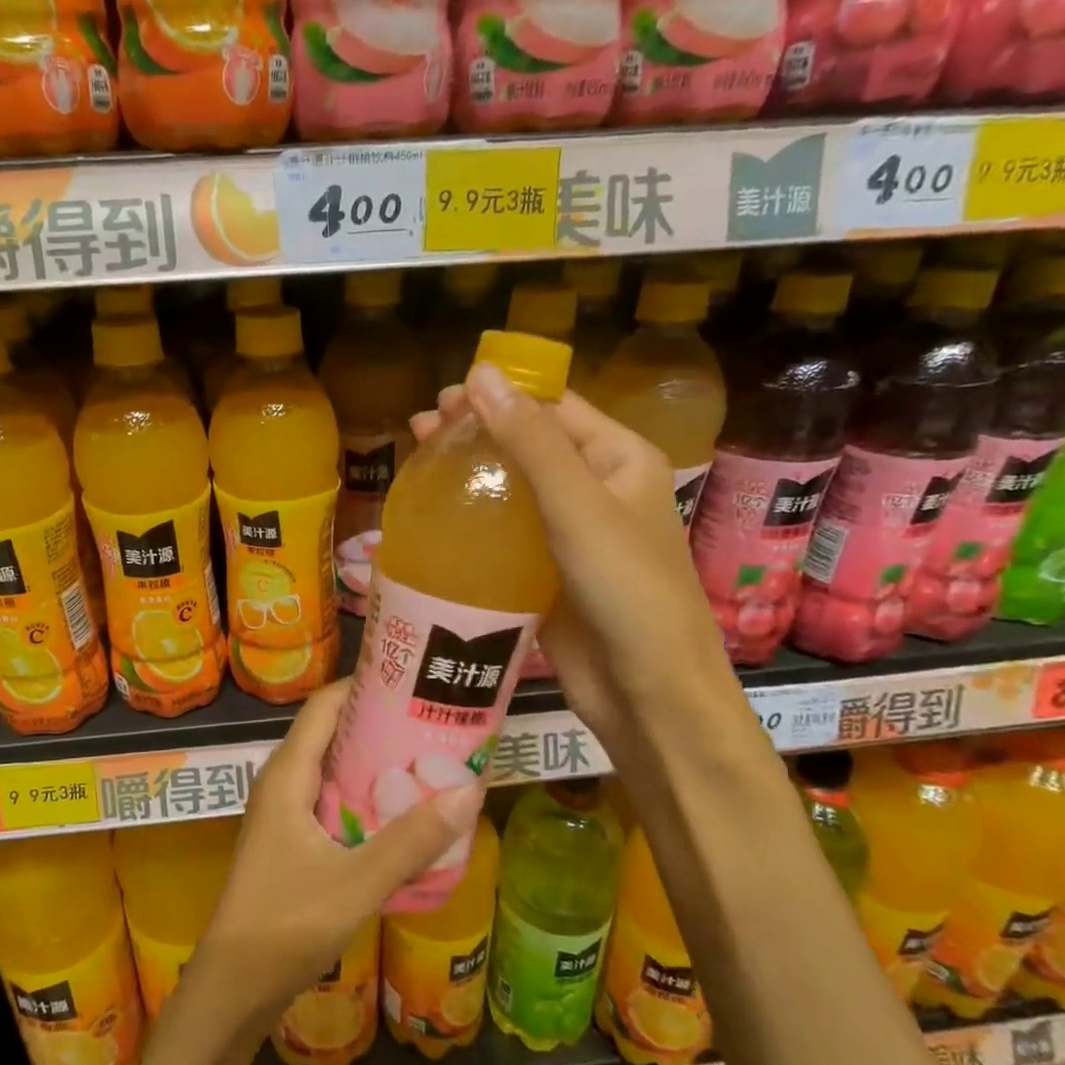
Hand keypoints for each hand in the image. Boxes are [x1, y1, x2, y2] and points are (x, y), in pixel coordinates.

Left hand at [193, 679, 481, 1031]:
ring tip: (429, 756)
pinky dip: (365, 794)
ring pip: (333, 768)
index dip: (364, 684)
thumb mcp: (356, 882)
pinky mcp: (292, 840)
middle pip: (332, 732)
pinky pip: (332, 799)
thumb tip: (469, 789)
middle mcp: (283, 783)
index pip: (325, 705)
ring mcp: (285, 812)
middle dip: (380, 722)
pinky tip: (402, 810)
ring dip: (375, 760)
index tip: (414, 679)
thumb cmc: (285, 924)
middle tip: (435, 718)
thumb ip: (411, 840)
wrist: (233, 987)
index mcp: (287, 774)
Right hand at [412, 363, 732, 750]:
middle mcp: (596, 491)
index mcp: (619, 460)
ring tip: (418, 463)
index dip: (502, 394)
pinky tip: (436, 518)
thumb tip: (480, 374)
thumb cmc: (626, 588)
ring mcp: (569, 536)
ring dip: (470, 474)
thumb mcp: (578, 505)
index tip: (444, 394)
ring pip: (512, 491)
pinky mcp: (546, 574)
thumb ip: (530, 442)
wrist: (647, 690)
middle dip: (478, 432)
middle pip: (529, 446)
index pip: (556, 408)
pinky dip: (473, 521)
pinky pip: (505, 536)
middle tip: (420, 428)